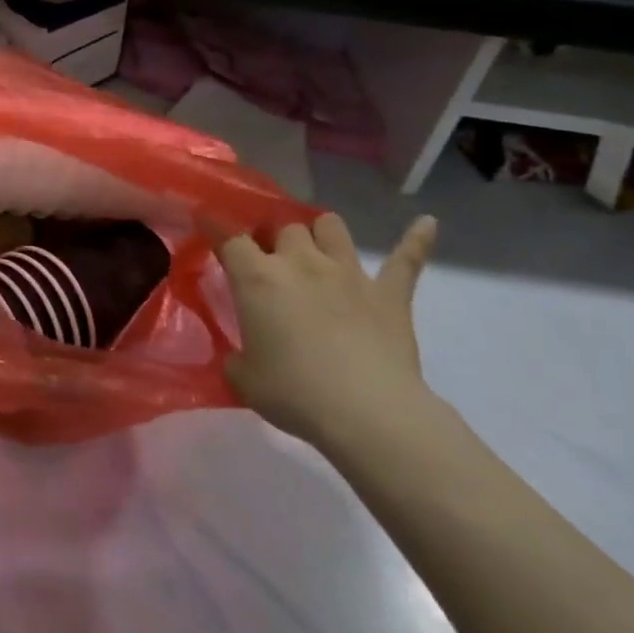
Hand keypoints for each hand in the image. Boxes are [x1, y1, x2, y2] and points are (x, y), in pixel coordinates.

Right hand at [219, 214, 437, 449]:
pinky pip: (406, 259)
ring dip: (320, 233)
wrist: (367, 413)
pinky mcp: (389, 292)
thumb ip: (236, 358)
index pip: (229, 237)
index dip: (215, 225)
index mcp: (257, 278)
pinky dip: (415, 240)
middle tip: (269, 256)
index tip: (206, 219)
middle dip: (273, 235)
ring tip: (317, 246)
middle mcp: (300, 262)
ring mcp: (347, 273)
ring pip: (331, 227)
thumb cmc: (294, 393)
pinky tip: (427, 224)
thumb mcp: (244, 378)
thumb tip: (240, 356)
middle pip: (283, 226)